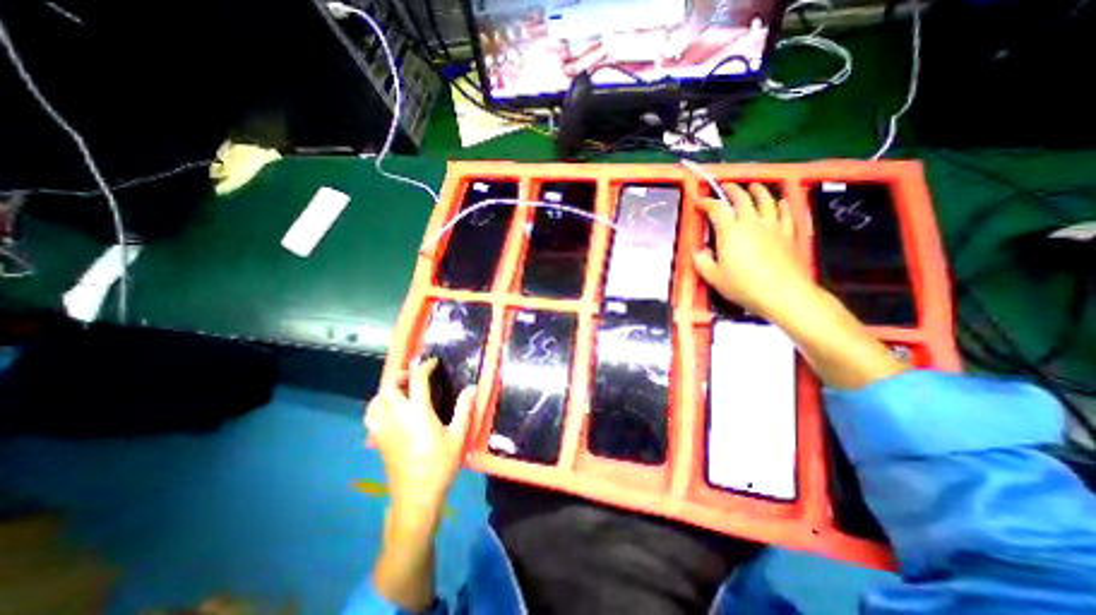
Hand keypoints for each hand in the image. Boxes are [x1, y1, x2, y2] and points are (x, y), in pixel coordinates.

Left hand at [363, 361, 475, 524]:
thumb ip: (464, 409)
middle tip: (415, 375)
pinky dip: (377, 405)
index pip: (417, 379)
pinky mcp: (377, 439)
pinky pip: (370, 416)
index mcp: (417, 412)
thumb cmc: (439, 464)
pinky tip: (388, 410)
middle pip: (390, 385)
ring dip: (388, 389)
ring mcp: (383, 428)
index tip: (433, 363)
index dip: (425, 366)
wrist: (415, 496)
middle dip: (402, 374)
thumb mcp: (457, 436)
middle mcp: (397, 415)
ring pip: (377, 399)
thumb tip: (472, 388)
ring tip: (401, 390)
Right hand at [692, 180, 820, 316]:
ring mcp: (773, 227)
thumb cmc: (743, 286)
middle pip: (742, 199)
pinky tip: (781, 202)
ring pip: (766, 201)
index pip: (716, 209)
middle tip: (725, 186)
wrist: (782, 293)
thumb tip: (700, 250)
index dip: (706, 202)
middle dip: (732, 190)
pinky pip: (785, 214)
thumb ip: (702, 261)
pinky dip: (782, 205)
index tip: (698, 200)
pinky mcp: (788, 234)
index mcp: (730, 232)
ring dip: (758, 191)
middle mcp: (751, 223)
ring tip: (753, 186)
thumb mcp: (713, 277)